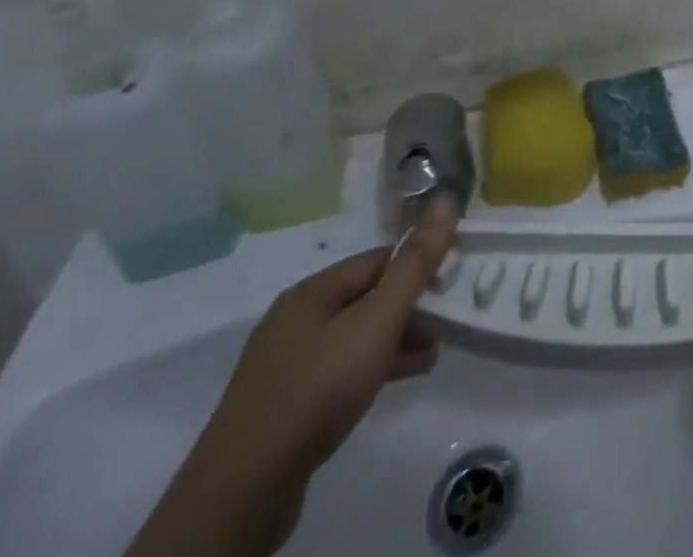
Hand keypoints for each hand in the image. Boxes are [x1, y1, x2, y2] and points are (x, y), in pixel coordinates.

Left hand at [206, 194, 460, 482]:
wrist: (240, 495)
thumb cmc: (317, 390)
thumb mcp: (377, 322)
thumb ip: (416, 264)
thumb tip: (446, 198)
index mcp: (312, 291)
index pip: (380, 259)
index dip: (419, 266)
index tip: (452, 286)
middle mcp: (295, 318)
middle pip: (368, 296)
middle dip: (411, 308)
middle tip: (445, 326)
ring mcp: (286, 364)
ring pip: (356, 336)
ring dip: (396, 340)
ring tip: (430, 357)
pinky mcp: (285, 404)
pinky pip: (340, 369)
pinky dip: (372, 368)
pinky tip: (395, 382)